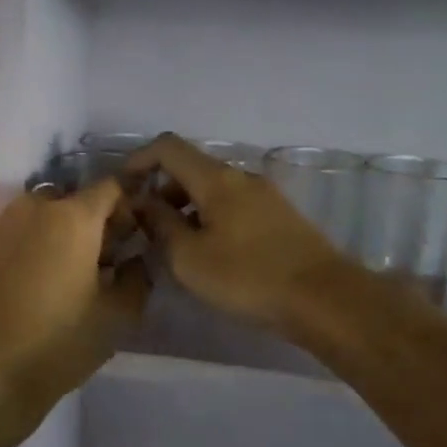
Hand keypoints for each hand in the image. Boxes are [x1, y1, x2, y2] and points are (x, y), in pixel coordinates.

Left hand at [0, 181, 149, 432]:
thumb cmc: (57, 345)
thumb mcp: (116, 317)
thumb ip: (137, 278)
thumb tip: (135, 259)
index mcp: (72, 217)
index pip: (111, 188)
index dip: (126, 209)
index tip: (128, 241)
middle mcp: (31, 208)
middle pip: (70, 201)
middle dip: (87, 223)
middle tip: (94, 264)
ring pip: (36, 217)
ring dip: (53, 234)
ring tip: (56, 277)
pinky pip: (8, 235)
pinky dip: (23, 248)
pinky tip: (23, 287)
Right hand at [127, 134, 355, 336]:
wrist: (324, 299)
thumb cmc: (247, 277)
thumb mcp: (189, 257)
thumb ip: (160, 225)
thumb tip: (143, 203)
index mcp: (216, 178)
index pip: (168, 147)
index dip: (139, 160)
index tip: (122, 188)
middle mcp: (240, 177)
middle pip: (191, 168)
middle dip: (161, 190)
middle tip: (144, 226)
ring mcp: (264, 195)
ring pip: (213, 189)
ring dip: (185, 208)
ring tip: (173, 246)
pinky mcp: (279, 217)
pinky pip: (232, 206)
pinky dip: (209, 218)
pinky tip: (208, 253)